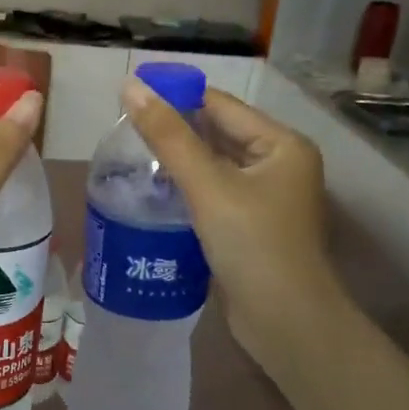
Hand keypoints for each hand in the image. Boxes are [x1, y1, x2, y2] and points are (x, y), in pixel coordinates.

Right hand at [118, 79, 342, 362]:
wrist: (285, 322)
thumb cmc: (253, 245)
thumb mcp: (208, 185)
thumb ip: (168, 136)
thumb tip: (130, 87)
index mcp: (282, 144)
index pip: (221, 105)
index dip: (176, 97)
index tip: (130, 98)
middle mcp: (279, 165)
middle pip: (218, 134)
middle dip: (175, 132)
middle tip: (123, 131)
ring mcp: (266, 198)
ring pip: (214, 166)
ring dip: (178, 162)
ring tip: (130, 158)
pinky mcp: (251, 226)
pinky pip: (214, 194)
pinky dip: (187, 190)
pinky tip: (154, 193)